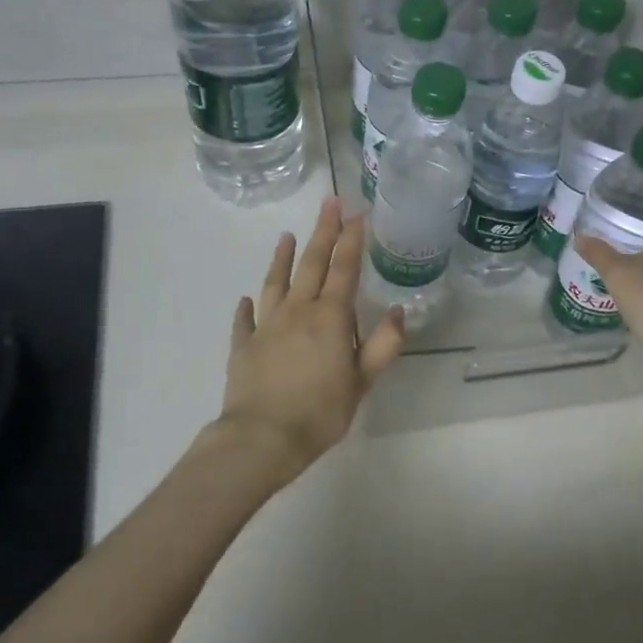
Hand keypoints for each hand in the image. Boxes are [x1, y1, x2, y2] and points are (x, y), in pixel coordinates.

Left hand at [204, 198, 406, 486]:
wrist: (261, 439)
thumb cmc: (320, 413)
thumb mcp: (362, 383)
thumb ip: (383, 345)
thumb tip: (400, 312)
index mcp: (330, 318)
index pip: (344, 269)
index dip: (351, 239)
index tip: (356, 212)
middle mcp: (298, 312)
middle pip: (312, 264)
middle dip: (323, 231)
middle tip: (329, 202)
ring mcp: (267, 326)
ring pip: (276, 282)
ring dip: (283, 258)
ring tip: (286, 236)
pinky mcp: (243, 345)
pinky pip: (245, 320)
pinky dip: (248, 307)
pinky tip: (247, 299)